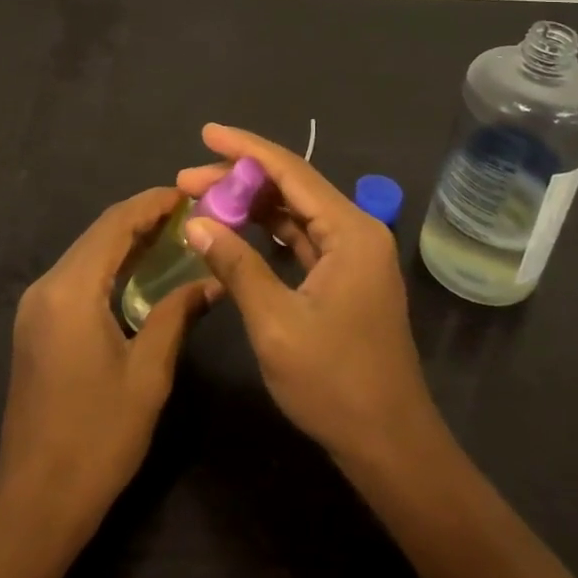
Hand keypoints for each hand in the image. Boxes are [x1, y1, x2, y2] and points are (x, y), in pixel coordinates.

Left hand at [0, 187, 217, 542]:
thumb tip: (209, 282)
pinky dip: (109, 266)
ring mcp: (36, 306)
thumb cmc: (98, 437)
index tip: (187, 194)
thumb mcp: (148, 374)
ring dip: (125, 241)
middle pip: (97, 235)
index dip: (151, 204)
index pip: (114, 225)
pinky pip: (77, 277)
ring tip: (171, 235)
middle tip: (187, 214)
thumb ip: (176, 316)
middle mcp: (46, 287)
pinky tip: (139, 272)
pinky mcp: (35, 325)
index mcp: (71, 290)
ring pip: (86, 254)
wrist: (36, 500)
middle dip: (141, 218)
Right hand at [176, 124, 441, 472]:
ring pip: (295, 212)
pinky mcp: (344, 277)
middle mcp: (356, 231)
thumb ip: (236, 264)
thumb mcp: (275, 322)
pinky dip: (267, 231)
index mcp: (350, 232)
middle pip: (292, 187)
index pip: (291, 171)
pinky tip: (235, 229)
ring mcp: (352, 254)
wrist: (390, 445)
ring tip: (202, 199)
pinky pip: (301, 238)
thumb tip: (197, 223)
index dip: (245, 149)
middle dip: (239, 178)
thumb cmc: (335, 384)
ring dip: (251, 204)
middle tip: (187, 179)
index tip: (206, 133)